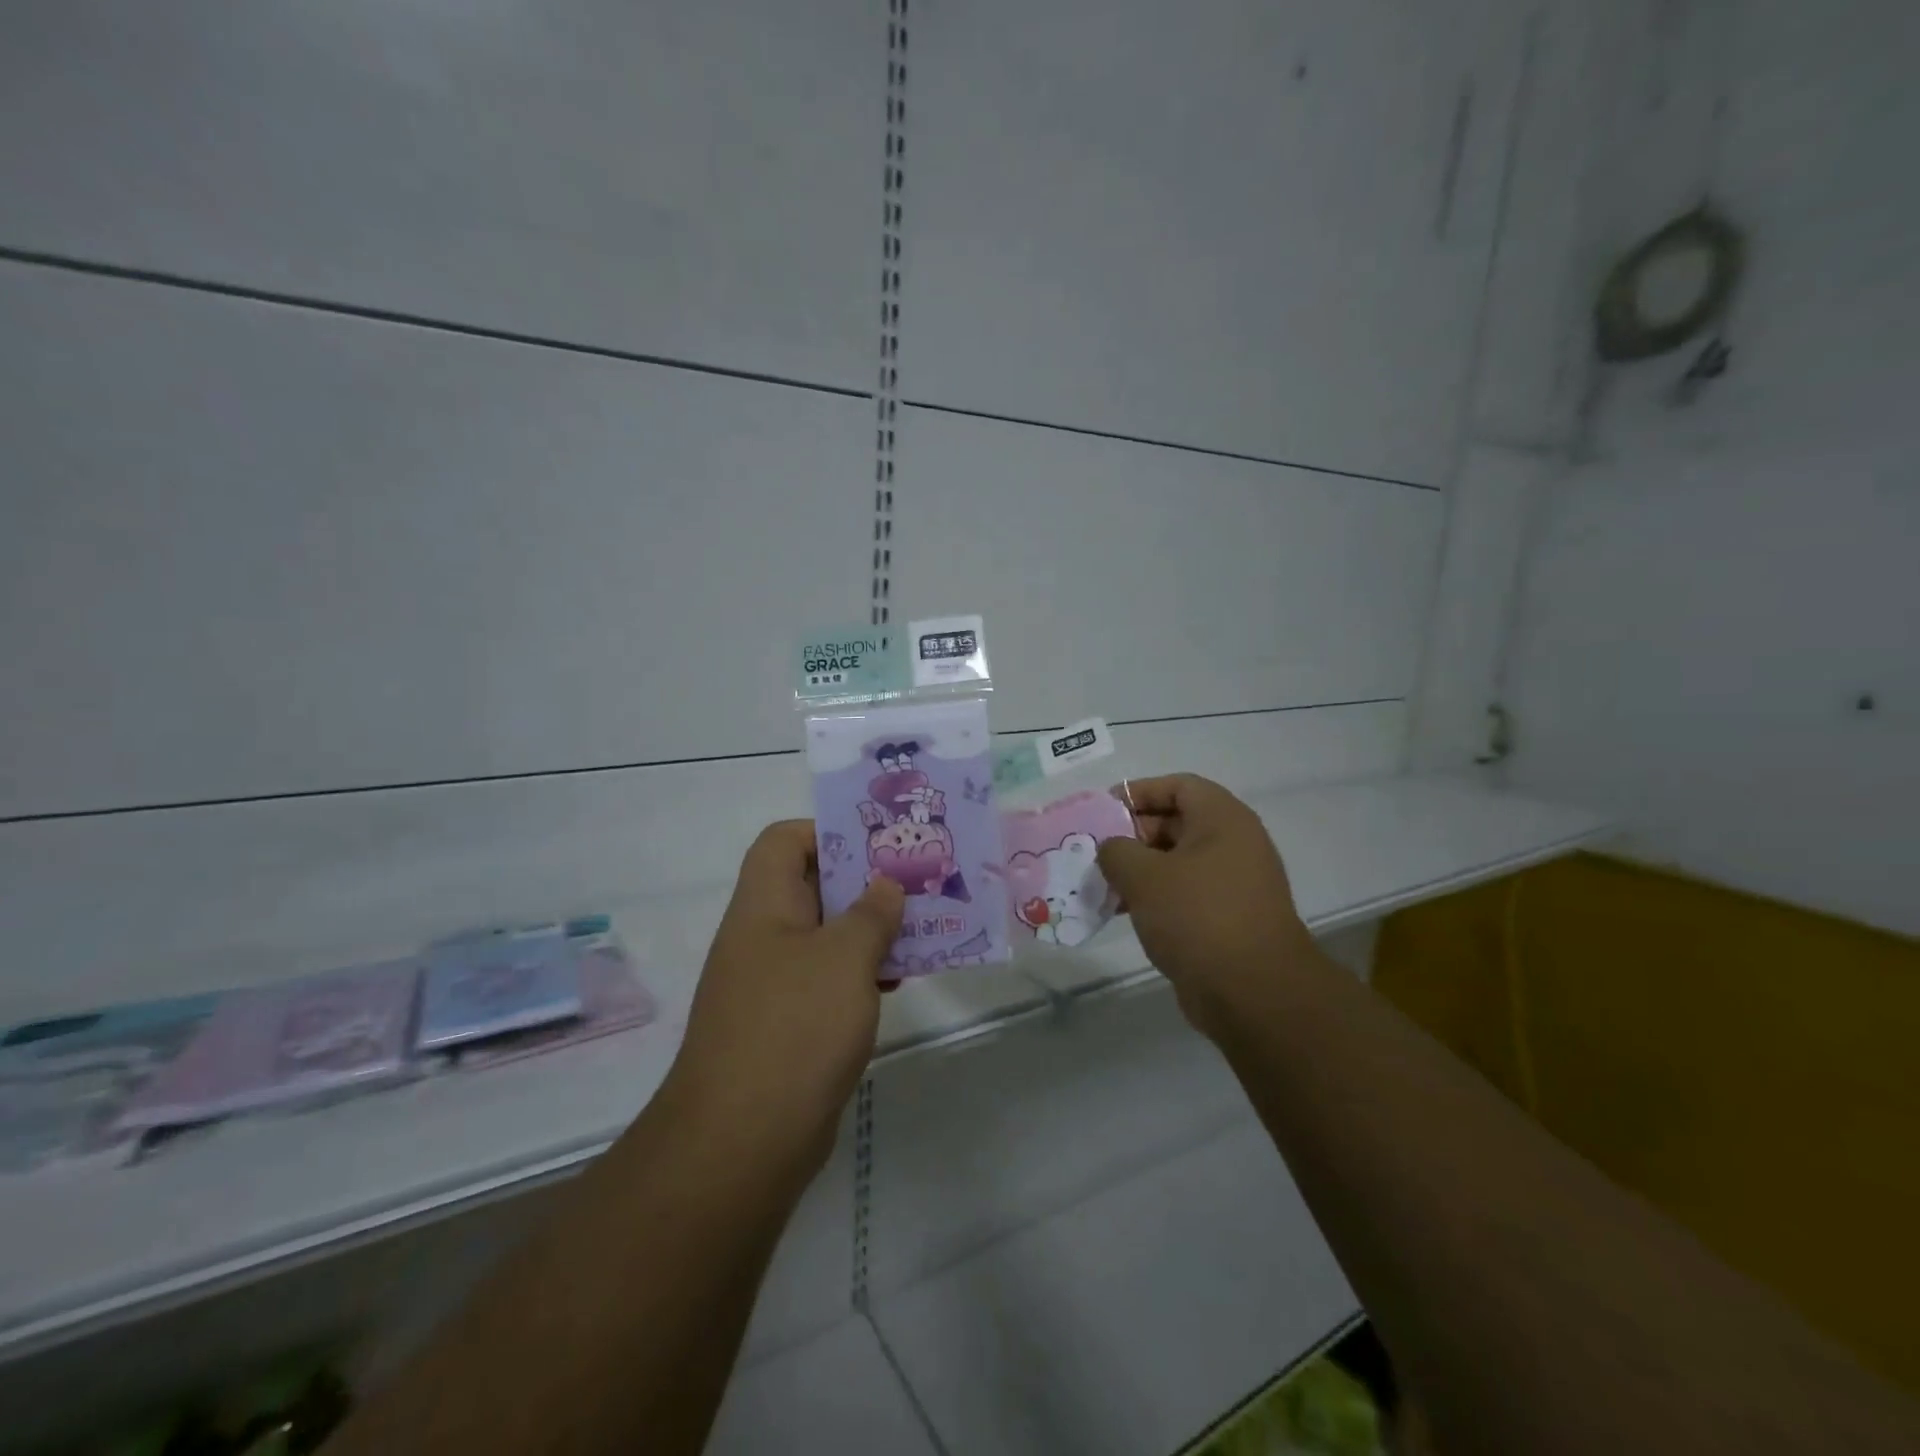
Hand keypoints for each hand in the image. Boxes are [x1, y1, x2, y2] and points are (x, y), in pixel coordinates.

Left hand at [668, 821, 903, 1173]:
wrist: (742, 1142)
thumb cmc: (795, 1028)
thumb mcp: (844, 958)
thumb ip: (871, 914)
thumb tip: (885, 885)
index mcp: (763, 905)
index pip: (784, 841)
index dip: (827, 832)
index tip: (877, 847)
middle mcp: (762, 936)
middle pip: (812, 887)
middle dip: (865, 882)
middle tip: (915, 883)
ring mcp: (773, 983)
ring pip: (826, 936)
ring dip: (870, 930)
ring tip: (920, 930)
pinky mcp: (787, 1024)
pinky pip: (828, 979)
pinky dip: (861, 973)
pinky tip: (897, 983)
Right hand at [1097, 775, 1317, 1038]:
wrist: (1254, 992)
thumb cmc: (1198, 916)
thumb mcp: (1144, 876)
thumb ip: (1116, 850)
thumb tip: (1112, 849)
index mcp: (1222, 819)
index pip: (1177, 786)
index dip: (1138, 792)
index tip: (1103, 812)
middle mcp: (1233, 843)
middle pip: (1176, 822)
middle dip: (1132, 835)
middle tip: (1096, 853)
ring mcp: (1233, 883)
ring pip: (1177, 861)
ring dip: (1139, 870)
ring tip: (1103, 886)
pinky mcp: (1228, 918)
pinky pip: (1185, 894)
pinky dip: (1155, 897)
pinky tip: (1123, 913)